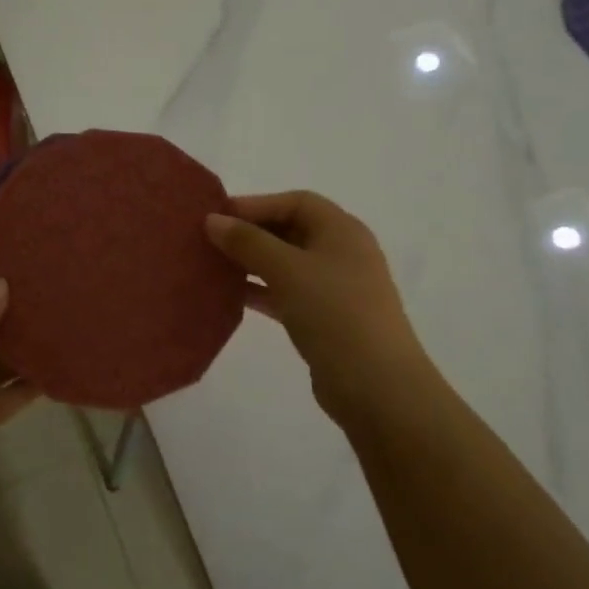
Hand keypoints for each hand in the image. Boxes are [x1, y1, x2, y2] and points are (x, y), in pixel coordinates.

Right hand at [205, 191, 433, 427]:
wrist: (377, 386)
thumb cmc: (334, 313)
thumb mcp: (287, 269)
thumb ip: (248, 241)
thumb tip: (213, 220)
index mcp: (342, 230)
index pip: (295, 202)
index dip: (256, 204)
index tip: (218, 216)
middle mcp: (342, 252)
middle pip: (291, 230)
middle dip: (251, 233)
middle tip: (210, 242)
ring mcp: (337, 288)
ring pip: (287, 264)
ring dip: (253, 263)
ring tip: (214, 268)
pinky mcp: (328, 319)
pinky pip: (288, 293)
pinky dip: (262, 291)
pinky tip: (233, 297)